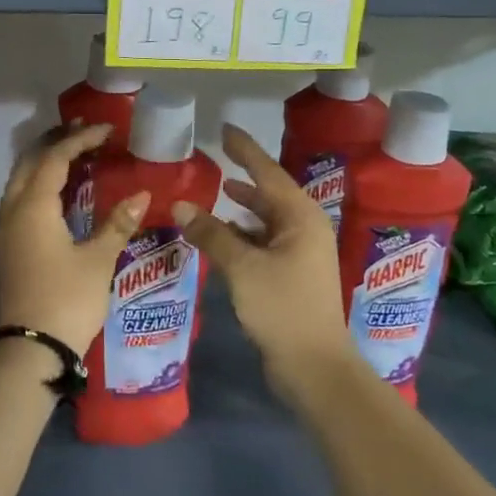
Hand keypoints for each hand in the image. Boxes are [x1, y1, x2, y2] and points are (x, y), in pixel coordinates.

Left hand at [0, 124, 148, 353]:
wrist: (29, 350)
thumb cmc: (67, 300)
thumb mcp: (98, 260)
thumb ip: (117, 223)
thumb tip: (141, 194)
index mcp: (33, 207)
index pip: (55, 158)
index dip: (80, 139)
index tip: (107, 129)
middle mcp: (12, 211)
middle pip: (29, 162)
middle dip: (55, 142)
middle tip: (85, 131)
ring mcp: (5, 230)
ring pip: (20, 180)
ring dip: (44, 162)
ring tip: (74, 153)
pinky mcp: (7, 247)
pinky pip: (20, 199)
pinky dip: (39, 183)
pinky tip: (60, 191)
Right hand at [171, 125, 354, 397]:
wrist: (315, 366)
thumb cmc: (283, 308)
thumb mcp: (242, 268)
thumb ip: (211, 234)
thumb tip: (181, 205)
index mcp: (301, 217)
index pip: (267, 172)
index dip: (245, 150)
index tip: (225, 129)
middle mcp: (305, 228)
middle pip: (270, 194)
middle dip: (244, 178)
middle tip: (217, 159)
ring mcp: (301, 253)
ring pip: (266, 220)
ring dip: (242, 209)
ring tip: (216, 194)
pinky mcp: (292, 275)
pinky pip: (264, 242)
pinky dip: (244, 235)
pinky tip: (223, 236)